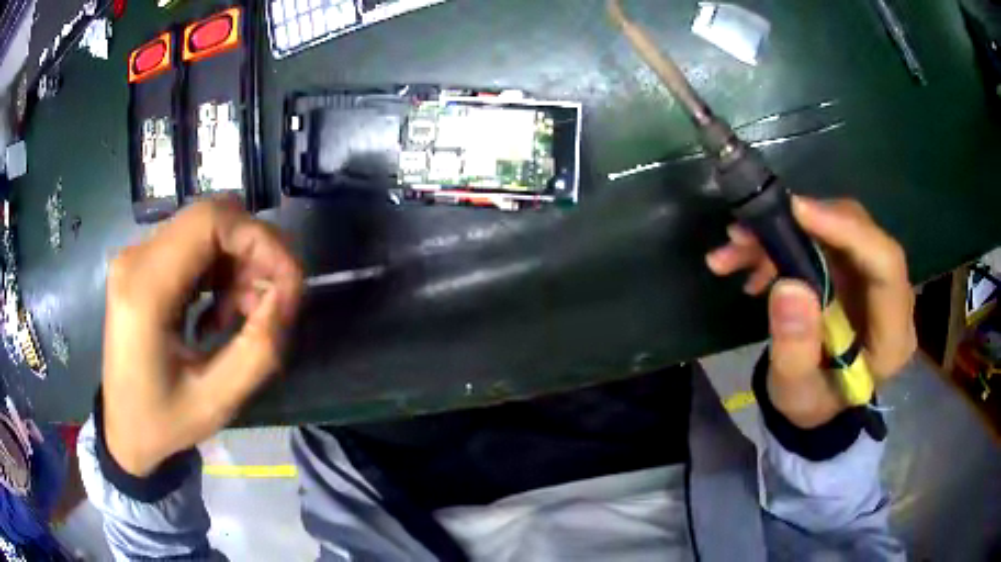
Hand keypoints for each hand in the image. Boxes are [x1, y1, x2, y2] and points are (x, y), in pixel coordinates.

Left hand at [102, 198, 302, 475]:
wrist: (123, 429)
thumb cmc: (163, 423)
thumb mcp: (216, 401)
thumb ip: (258, 349)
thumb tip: (287, 297)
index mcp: (145, 289)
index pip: (212, 221)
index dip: (261, 241)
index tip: (287, 286)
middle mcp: (136, 257)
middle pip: (213, 218)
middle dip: (254, 255)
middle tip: (268, 308)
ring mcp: (137, 256)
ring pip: (208, 229)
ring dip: (238, 266)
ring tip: (240, 318)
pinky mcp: (142, 263)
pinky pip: (195, 245)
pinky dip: (220, 271)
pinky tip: (217, 313)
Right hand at [706, 197, 915, 427]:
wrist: (814, 403)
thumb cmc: (810, 404)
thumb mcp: (795, 391)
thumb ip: (795, 349)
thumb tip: (789, 286)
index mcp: (893, 336)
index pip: (886, 265)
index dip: (846, 230)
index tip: (796, 211)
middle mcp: (891, 297)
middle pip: (859, 235)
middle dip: (802, 227)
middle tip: (748, 232)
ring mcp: (873, 279)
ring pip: (835, 229)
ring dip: (782, 233)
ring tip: (732, 251)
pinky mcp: (854, 269)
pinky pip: (821, 238)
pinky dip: (782, 242)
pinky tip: (747, 262)